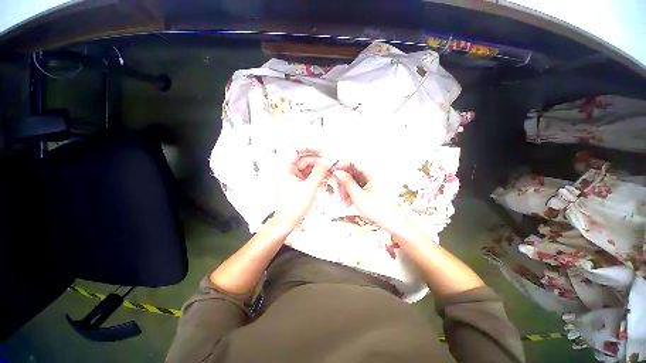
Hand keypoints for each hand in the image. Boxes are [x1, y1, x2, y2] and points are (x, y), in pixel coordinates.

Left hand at [274, 146, 329, 229]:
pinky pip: (308, 174)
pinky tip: (325, 176)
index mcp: (285, 168)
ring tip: (329, 170)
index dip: (308, 147)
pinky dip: (316, 174)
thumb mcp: (309, 188)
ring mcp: (293, 176)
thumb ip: (319, 172)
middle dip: (317, 160)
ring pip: (307, 166)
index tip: (321, 149)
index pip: (295, 150)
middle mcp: (287, 170)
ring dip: (318, 168)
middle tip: (329, 162)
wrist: (288, 222)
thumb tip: (326, 161)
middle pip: (304, 158)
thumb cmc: (294, 206)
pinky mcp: (297, 182)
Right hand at [332, 161, 406, 232]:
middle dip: (343, 180)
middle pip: (353, 170)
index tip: (333, 172)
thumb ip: (347, 182)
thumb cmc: (379, 211)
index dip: (342, 165)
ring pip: (354, 177)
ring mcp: (373, 179)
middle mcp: (374, 173)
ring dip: (346, 187)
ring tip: (344, 200)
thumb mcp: (359, 197)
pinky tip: (349, 200)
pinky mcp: (372, 184)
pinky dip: (351, 190)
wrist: (391, 221)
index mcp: (374, 173)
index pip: (354, 161)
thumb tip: (337, 172)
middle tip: (339, 191)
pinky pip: (358, 183)